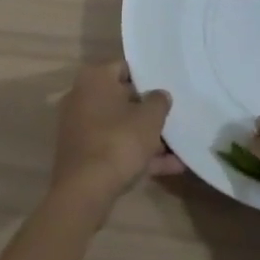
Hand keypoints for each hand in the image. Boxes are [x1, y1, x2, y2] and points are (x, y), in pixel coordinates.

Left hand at [50, 61, 181, 215]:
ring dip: (146, 137)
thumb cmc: (119, 141)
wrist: (85, 192)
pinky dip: (137, 155)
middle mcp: (82, 98)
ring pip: (119, 126)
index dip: (148, 76)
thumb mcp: (149, 118)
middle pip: (122, 99)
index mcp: (94, 79)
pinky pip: (114, 148)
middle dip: (147, 110)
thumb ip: (159, 101)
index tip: (166, 86)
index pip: (125, 67)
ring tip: (178, 145)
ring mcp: (80, 129)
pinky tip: (170, 167)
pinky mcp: (83, 156)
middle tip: (172, 115)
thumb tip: (160, 95)